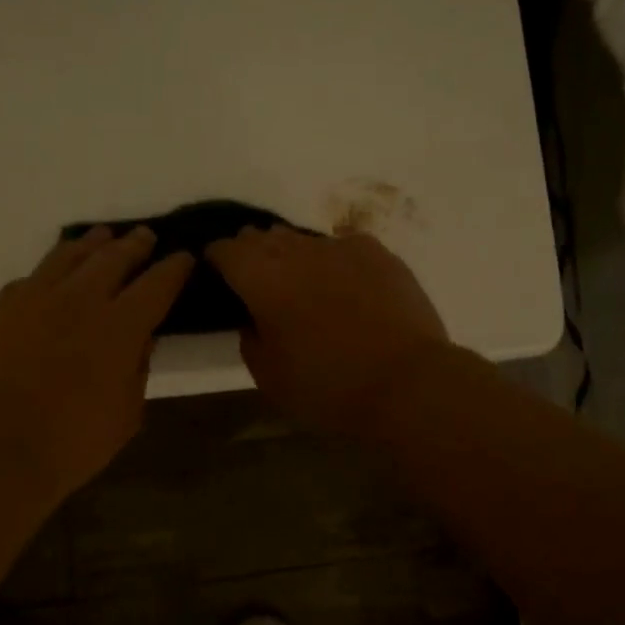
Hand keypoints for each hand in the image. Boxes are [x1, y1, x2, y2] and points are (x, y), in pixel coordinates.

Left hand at [0, 227, 191, 503]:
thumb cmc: (74, 442)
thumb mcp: (128, 412)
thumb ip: (138, 366)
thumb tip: (140, 337)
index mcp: (120, 325)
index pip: (157, 283)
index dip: (174, 267)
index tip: (183, 257)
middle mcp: (80, 298)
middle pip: (114, 256)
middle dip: (135, 244)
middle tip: (144, 237)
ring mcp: (36, 297)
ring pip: (69, 254)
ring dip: (92, 244)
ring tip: (102, 238)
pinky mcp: (1, 306)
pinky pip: (32, 277)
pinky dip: (51, 273)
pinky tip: (53, 278)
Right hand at [206, 226, 449, 435]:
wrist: (406, 383)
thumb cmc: (328, 386)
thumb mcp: (268, 376)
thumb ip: (250, 337)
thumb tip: (254, 317)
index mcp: (261, 278)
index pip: (225, 249)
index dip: (217, 259)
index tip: (218, 274)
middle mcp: (297, 251)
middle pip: (263, 237)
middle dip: (253, 253)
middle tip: (257, 281)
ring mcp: (340, 247)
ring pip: (303, 239)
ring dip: (293, 255)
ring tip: (301, 283)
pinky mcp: (378, 253)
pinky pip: (343, 246)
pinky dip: (334, 259)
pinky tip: (343, 281)